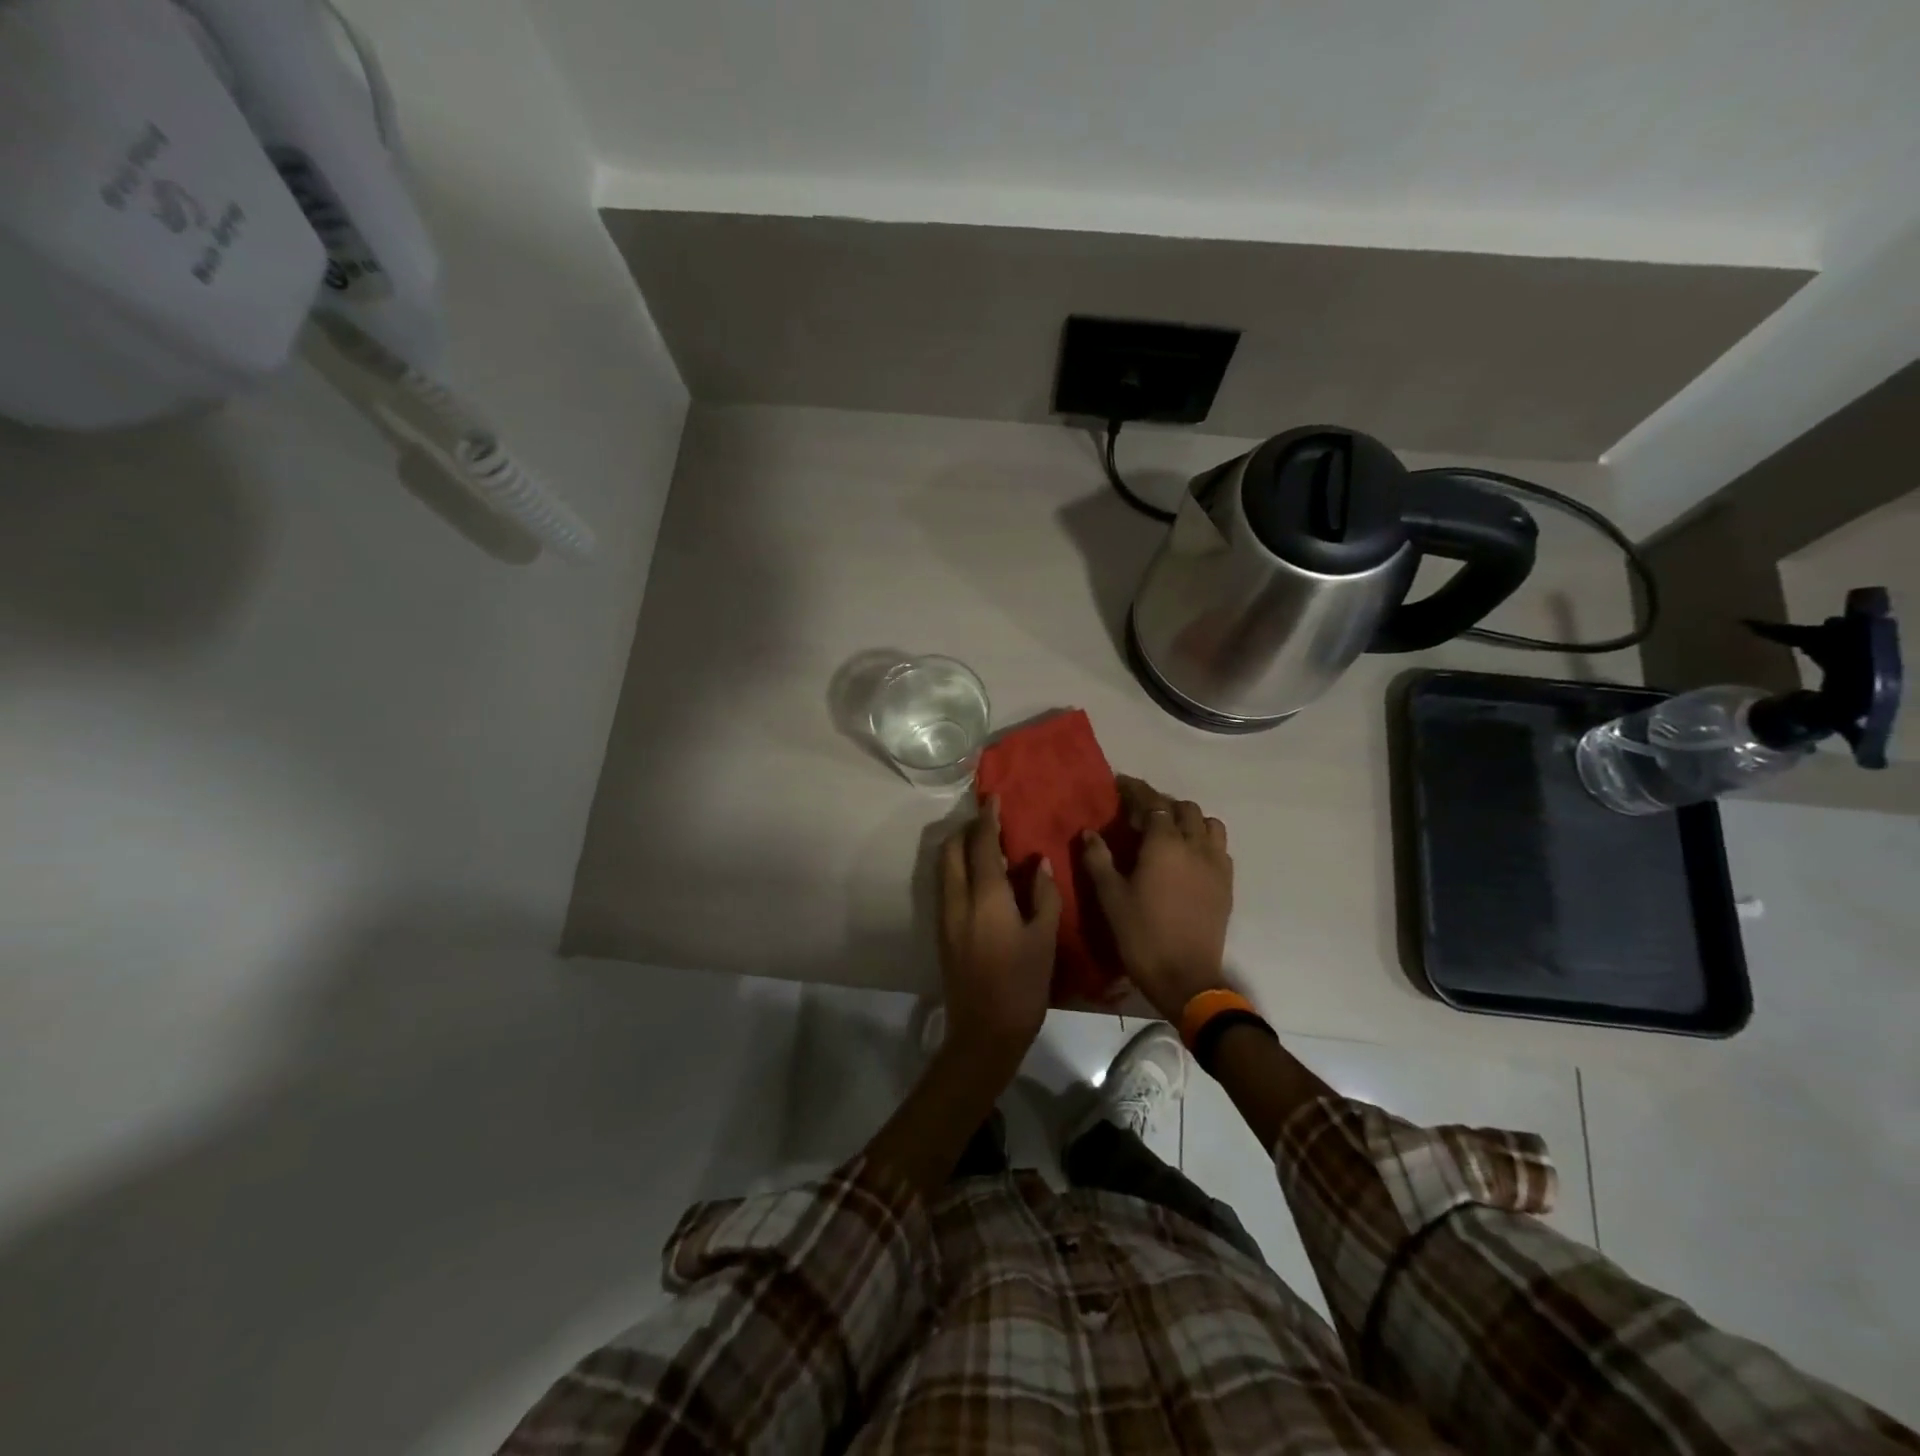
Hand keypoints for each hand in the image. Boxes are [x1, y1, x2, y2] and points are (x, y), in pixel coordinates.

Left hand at [937, 797, 1061, 1071]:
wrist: (984, 1032)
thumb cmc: (1022, 985)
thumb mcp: (1044, 939)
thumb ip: (1043, 896)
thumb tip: (1039, 863)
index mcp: (985, 897)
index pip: (982, 845)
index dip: (988, 819)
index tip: (994, 799)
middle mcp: (958, 899)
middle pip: (952, 849)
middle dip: (967, 830)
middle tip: (991, 823)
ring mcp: (945, 915)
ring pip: (944, 867)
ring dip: (960, 848)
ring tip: (986, 846)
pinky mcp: (942, 931)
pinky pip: (945, 885)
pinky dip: (958, 869)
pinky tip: (980, 878)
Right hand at [1080, 776, 1233, 1021]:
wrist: (1185, 977)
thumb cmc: (1141, 935)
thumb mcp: (1110, 897)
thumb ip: (1098, 859)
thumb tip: (1089, 833)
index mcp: (1164, 844)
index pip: (1152, 803)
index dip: (1136, 790)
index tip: (1120, 784)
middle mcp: (1195, 846)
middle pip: (1183, 809)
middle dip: (1161, 805)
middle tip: (1138, 815)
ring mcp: (1216, 864)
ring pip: (1208, 824)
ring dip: (1188, 820)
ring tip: (1168, 832)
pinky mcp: (1226, 884)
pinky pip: (1219, 848)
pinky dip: (1203, 840)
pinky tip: (1188, 857)